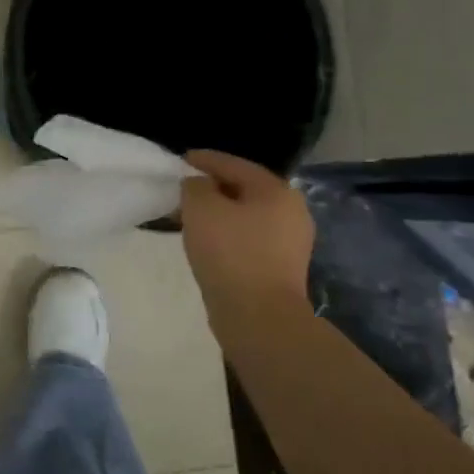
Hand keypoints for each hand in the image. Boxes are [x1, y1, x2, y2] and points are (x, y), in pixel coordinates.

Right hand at [179, 149, 314, 337]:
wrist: (258, 314)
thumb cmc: (230, 253)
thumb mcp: (201, 209)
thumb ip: (195, 187)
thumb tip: (199, 186)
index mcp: (276, 191)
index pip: (234, 164)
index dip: (205, 159)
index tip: (181, 158)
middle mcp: (291, 210)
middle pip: (245, 189)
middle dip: (213, 187)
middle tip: (184, 188)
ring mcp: (291, 241)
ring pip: (247, 214)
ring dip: (220, 212)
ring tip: (191, 216)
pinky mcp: (281, 265)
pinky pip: (249, 237)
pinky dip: (228, 232)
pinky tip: (208, 240)